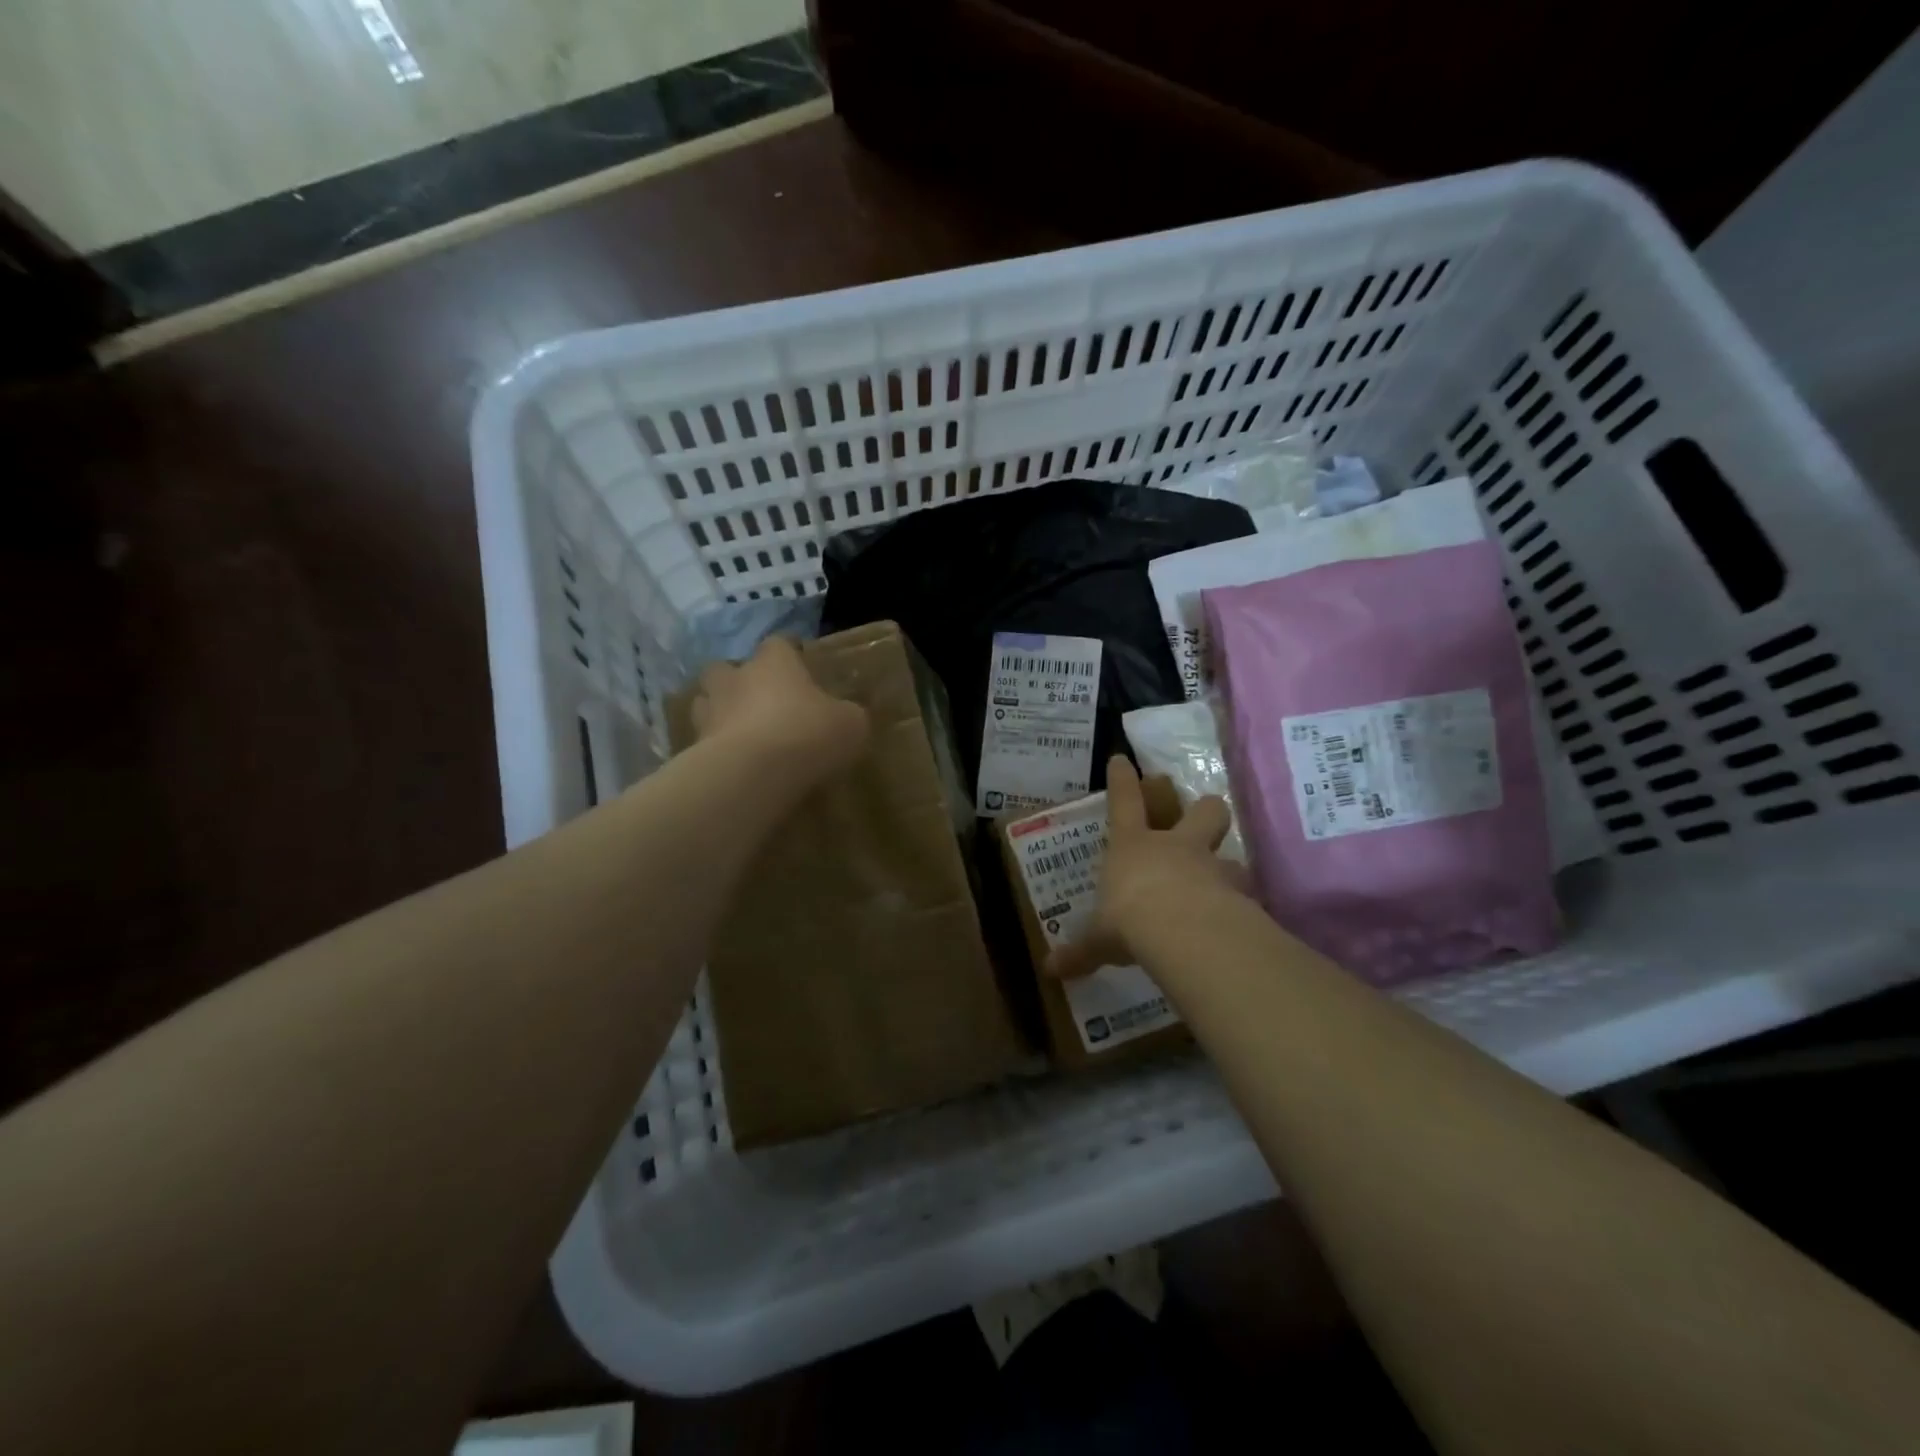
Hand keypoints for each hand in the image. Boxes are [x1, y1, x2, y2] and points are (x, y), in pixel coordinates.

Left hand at [692, 636, 870, 787]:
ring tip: (740, 732)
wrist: (753, 773)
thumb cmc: (807, 734)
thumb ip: (846, 715)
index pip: (779, 644)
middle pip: (727, 667)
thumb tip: (845, 716)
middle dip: (738, 680)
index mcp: (775, 662)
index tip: (800, 664)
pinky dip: (715, 748)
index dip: (789, 653)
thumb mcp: (849, 724)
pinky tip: (734, 764)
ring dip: (720, 711)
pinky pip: (704, 741)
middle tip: (759, 700)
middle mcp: (736, 678)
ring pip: (706, 701)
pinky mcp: (695, 746)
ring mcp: (710, 711)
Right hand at [1046, 756, 1240, 979]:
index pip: (1124, 802)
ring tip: (1225, 883)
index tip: (1122, 759)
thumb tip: (1049, 970)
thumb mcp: (1099, 938)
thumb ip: (1081, 952)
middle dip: (1204, 811)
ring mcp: (1211, 867)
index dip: (1122, 780)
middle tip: (1204, 817)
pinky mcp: (1238, 894)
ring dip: (1228, 866)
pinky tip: (1240, 923)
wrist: (1182, 929)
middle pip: (1202, 812)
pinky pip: (1245, 896)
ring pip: (1231, 854)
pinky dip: (1242, 907)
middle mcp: (1176, 847)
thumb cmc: (1128, 918)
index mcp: (1134, 846)